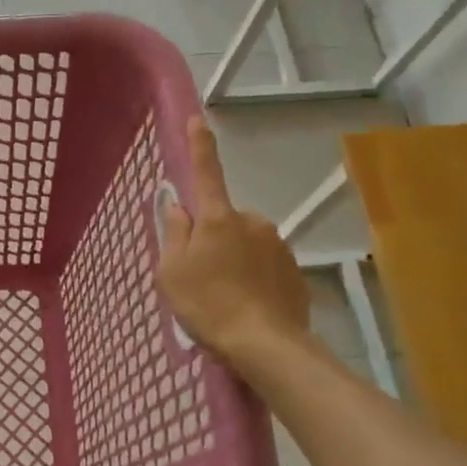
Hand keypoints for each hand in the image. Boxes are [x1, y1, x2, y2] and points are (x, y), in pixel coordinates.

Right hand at [158, 117, 310, 360]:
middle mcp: (251, 221)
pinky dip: (253, 277)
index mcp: (217, 218)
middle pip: (222, 220)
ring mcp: (276, 244)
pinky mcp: (294, 269)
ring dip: (233, 259)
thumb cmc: (207, 305)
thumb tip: (178, 207)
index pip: (205, 173)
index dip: (199, 146)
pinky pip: (264, 264)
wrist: (266, 345)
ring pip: (244, 242)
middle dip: (212, 237)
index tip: (197, 120)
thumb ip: (174, 234)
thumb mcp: (172, 271)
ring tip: (224, 297)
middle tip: (200, 274)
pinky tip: (247, 304)